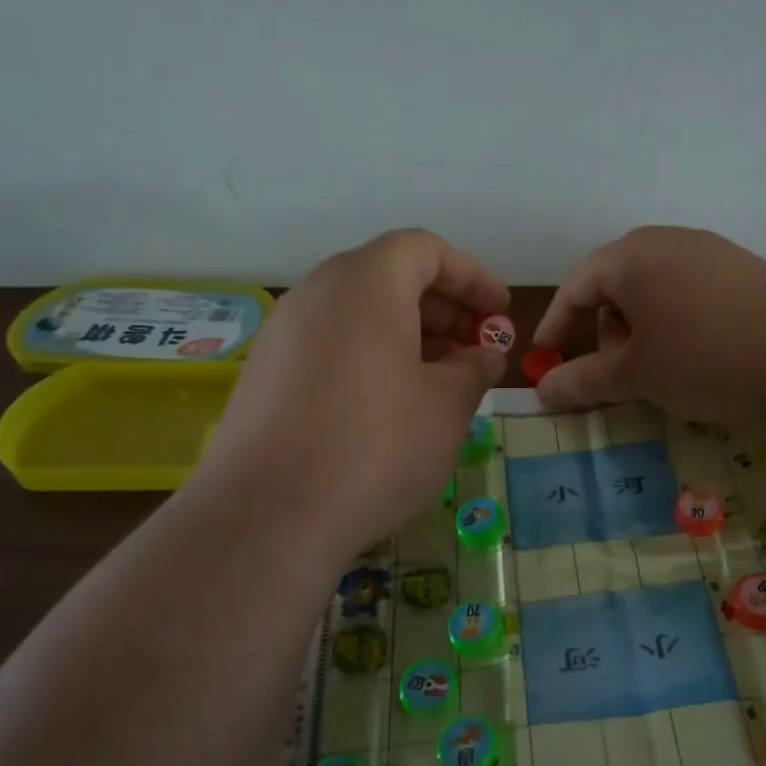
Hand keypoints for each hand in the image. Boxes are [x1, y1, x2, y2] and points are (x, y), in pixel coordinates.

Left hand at [197, 229, 509, 557]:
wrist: (268, 516)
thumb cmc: (376, 446)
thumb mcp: (447, 406)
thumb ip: (474, 368)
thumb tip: (483, 355)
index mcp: (366, 282)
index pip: (425, 249)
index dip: (472, 276)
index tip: (500, 313)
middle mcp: (318, 293)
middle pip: (389, 276)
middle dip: (442, 307)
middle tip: (474, 348)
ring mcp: (284, 333)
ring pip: (358, 313)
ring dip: (407, 334)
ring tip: (439, 380)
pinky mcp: (265, 374)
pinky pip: (331, 344)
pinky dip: (370, 357)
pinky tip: (390, 405)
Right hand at [531, 227, 765, 422]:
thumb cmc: (703, 357)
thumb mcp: (636, 376)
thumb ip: (584, 381)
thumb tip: (542, 391)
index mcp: (629, 257)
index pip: (575, 286)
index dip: (555, 325)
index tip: (546, 358)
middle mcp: (665, 241)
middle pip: (615, 284)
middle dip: (605, 331)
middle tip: (617, 372)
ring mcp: (708, 250)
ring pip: (654, 288)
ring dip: (642, 329)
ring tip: (660, 369)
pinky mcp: (740, 267)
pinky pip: (689, 291)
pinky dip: (676, 321)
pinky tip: (699, 354)